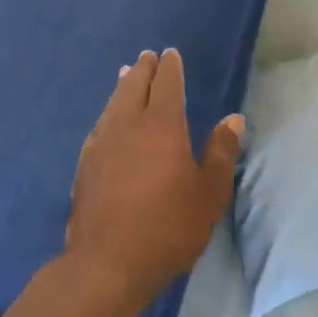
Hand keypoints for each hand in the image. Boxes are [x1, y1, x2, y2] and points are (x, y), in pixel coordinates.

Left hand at [66, 48, 242, 309]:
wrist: (107, 263)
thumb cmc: (168, 226)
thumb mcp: (209, 193)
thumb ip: (221, 152)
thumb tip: (233, 119)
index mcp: (163, 126)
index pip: (167, 85)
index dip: (171, 68)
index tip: (170, 53)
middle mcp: (129, 125)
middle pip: (135, 87)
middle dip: (143, 69)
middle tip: (147, 56)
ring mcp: (102, 143)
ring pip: (113, 103)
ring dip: (123, 86)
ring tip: (125, 75)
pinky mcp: (84, 164)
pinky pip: (99, 125)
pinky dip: (108, 112)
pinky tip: (107, 120)